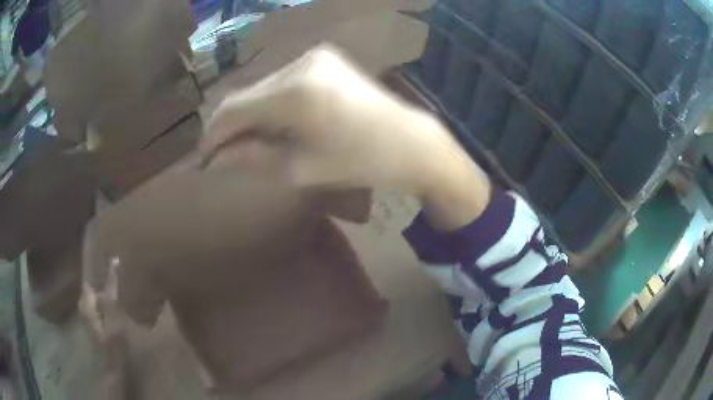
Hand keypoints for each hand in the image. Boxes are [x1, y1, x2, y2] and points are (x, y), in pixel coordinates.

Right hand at [201, 44, 490, 230]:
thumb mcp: (301, 168)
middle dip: (231, 126)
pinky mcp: (324, 58)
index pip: (234, 109)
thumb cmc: (361, 162)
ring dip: (251, 114)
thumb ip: (253, 158)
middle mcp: (301, 63)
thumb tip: (216, 160)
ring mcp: (314, 56)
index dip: (213, 135)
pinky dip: (271, 103)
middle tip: (224, 155)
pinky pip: (283, 81)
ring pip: (263, 87)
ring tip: (250, 143)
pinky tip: (276, 123)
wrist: (410, 141)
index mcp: (295, 93)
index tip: (204, 159)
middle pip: (247, 95)